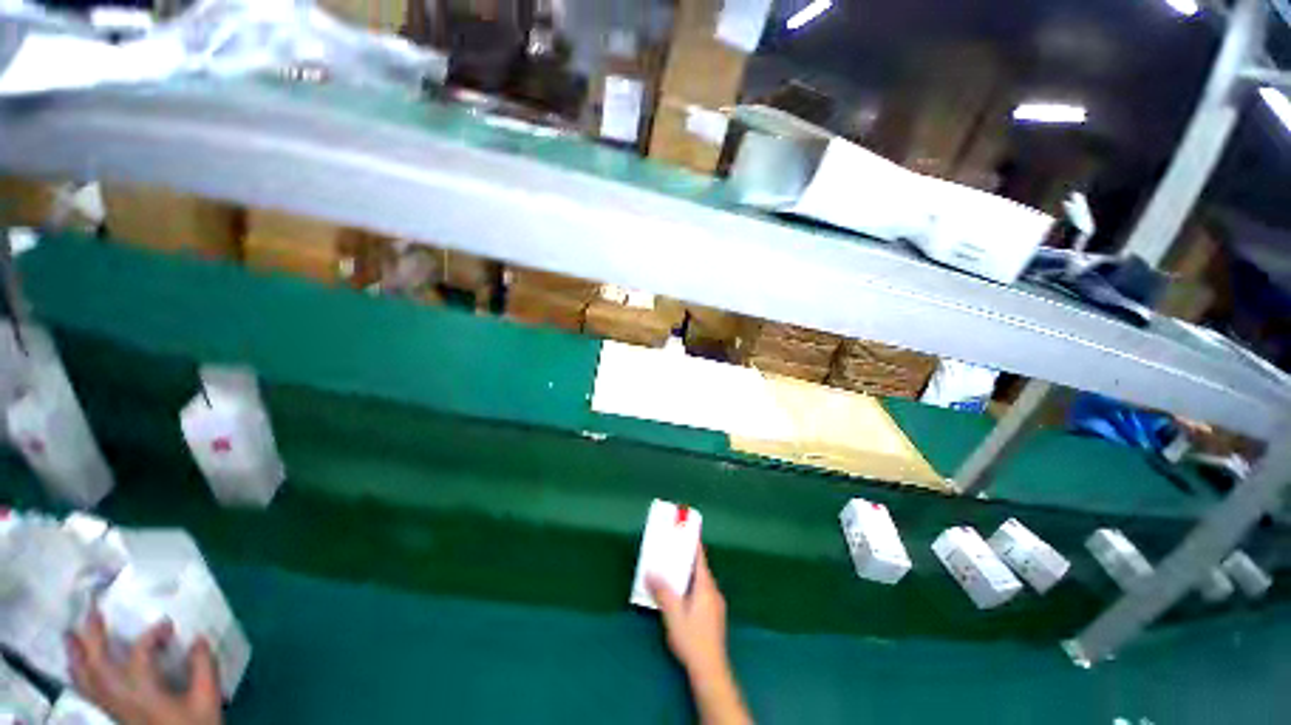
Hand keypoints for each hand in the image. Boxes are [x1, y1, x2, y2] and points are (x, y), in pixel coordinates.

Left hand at [67, 609, 223, 724]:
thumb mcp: (207, 697)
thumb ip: (204, 666)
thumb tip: (199, 638)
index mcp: (145, 691)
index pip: (140, 654)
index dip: (152, 634)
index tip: (170, 625)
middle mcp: (122, 697)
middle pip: (98, 665)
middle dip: (93, 637)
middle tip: (91, 610)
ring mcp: (115, 707)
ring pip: (87, 680)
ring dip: (77, 656)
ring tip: (70, 634)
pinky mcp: (114, 713)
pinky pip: (88, 691)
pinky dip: (79, 675)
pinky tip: (78, 667)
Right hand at [648, 548, 751, 724]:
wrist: (711, 670)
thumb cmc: (692, 639)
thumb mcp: (673, 614)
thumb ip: (662, 591)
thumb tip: (650, 572)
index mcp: (706, 586)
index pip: (700, 558)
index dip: (693, 543)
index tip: (686, 530)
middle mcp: (713, 592)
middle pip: (700, 569)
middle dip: (687, 559)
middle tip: (672, 550)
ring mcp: (716, 605)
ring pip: (701, 583)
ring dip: (688, 575)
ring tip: (673, 572)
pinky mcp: (714, 617)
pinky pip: (702, 593)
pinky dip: (691, 588)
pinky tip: (681, 597)